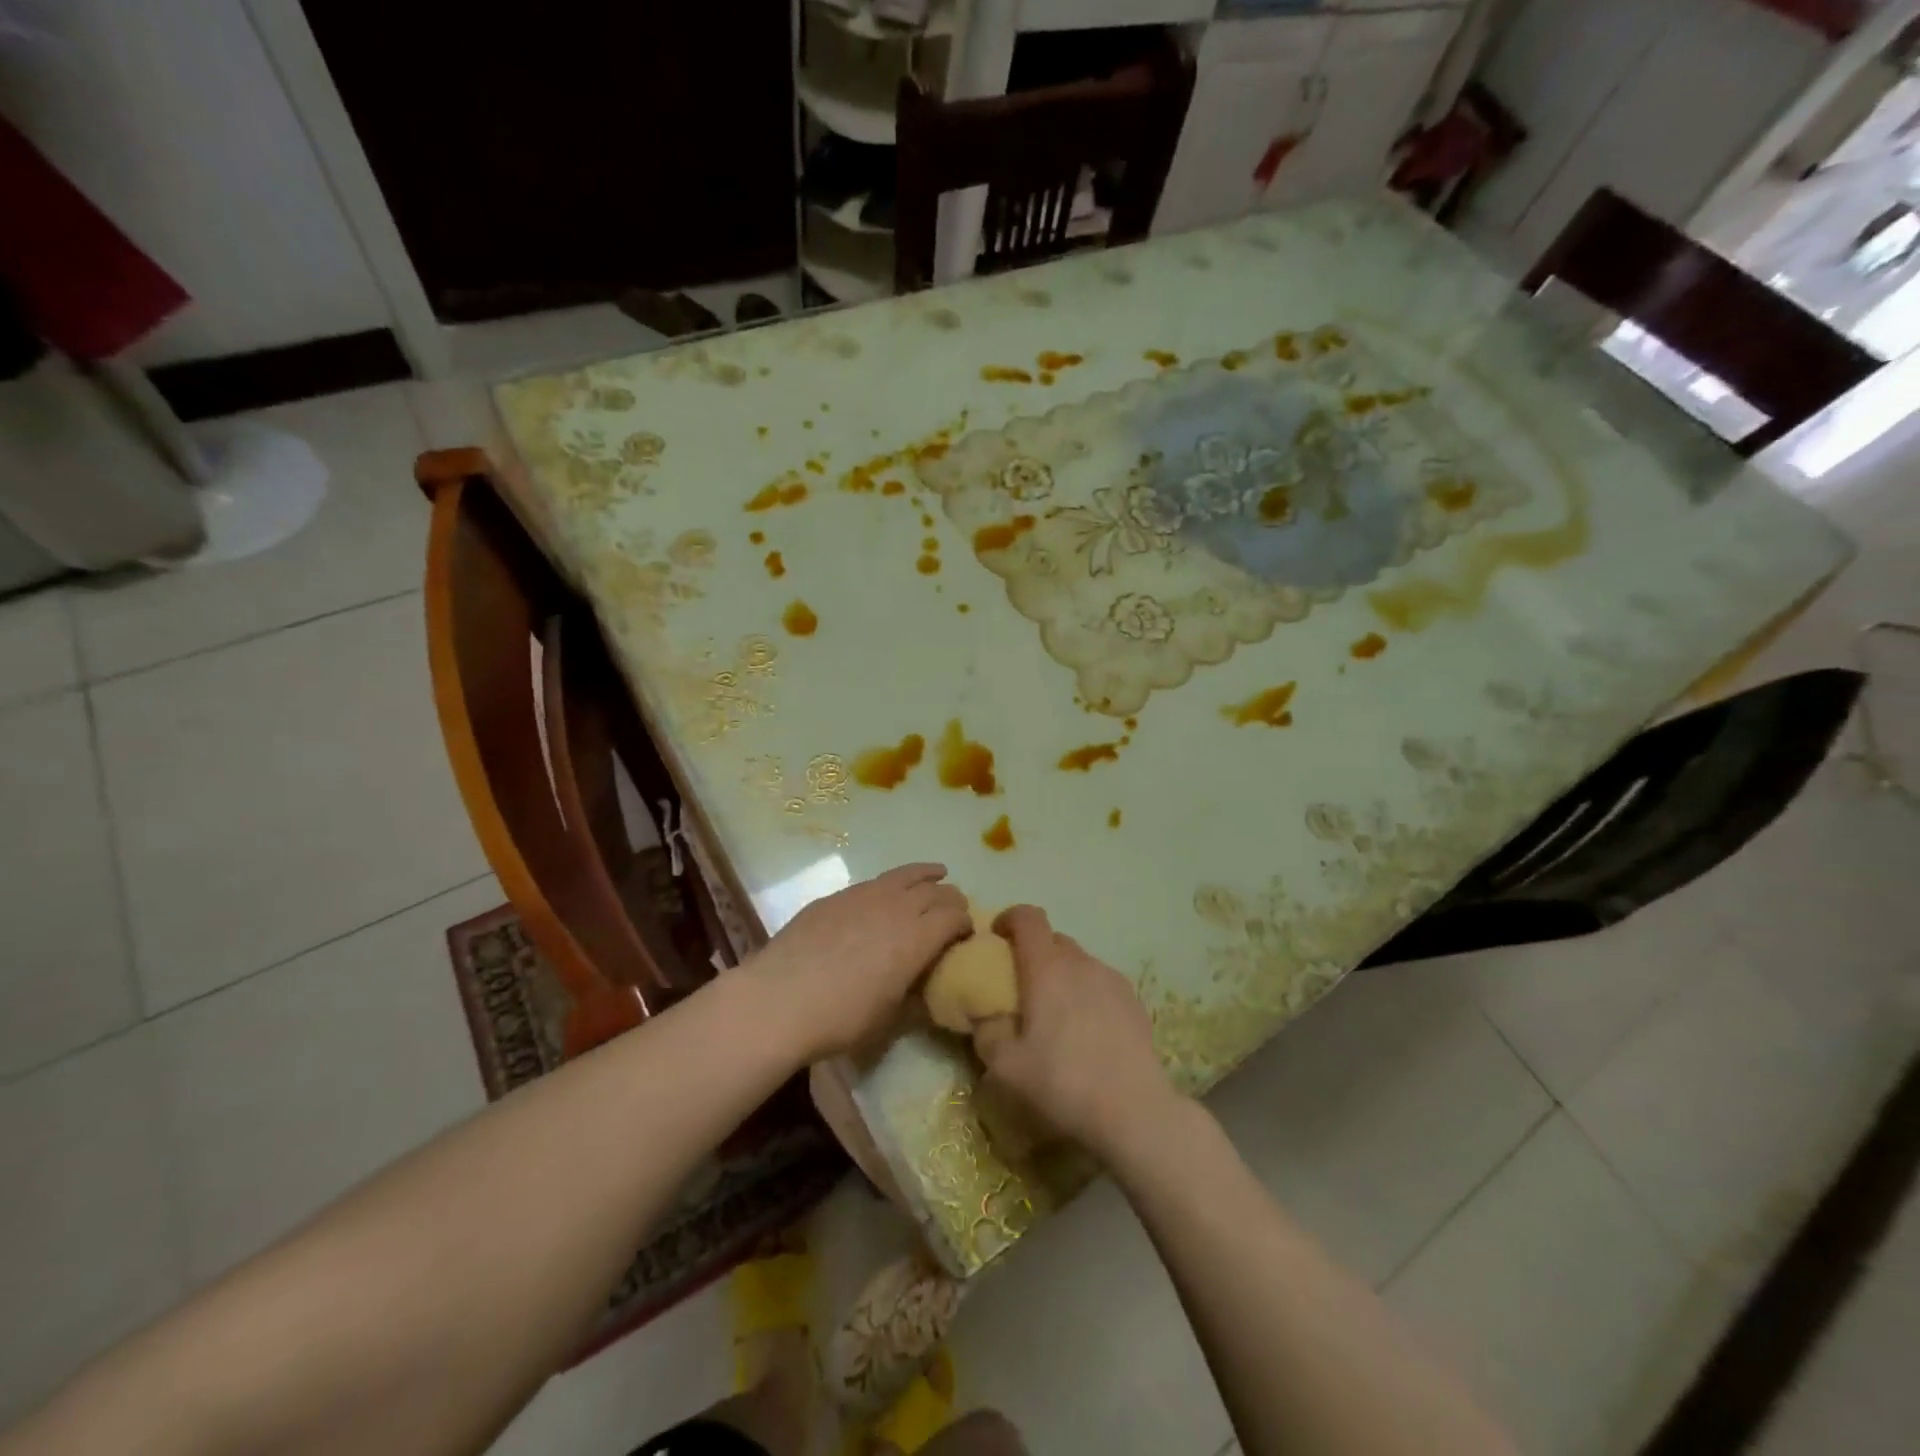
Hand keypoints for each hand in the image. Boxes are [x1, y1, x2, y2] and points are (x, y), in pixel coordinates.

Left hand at [746, 863, 968, 1061]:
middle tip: (955, 908)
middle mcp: (896, 907)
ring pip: (905, 875)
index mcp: (917, 938)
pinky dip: (892, 883)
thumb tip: (925, 988)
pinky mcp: (835, 897)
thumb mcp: (889, 1017)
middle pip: (935, 891)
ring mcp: (864, 896)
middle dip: (951, 898)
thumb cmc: (841, 1017)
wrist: (779, 1000)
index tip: (966, 934)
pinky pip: (874, 882)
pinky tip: (885, 894)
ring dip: (926, 875)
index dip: (965, 923)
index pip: (954, 916)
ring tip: (937, 873)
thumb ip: (914, 996)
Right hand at [973, 906, 1182, 1162]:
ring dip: (1061, 974)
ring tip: (1054, 1013)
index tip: (996, 938)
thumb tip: (984, 1013)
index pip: (1027, 917)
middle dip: (1033, 951)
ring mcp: (1112, 979)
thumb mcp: (1004, 1066)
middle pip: (1052, 938)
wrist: (1134, 1110)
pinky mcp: (1134, 1001)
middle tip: (1020, 985)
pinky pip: (1100, 983)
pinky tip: (1085, 1031)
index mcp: (1046, 967)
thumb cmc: (1061, 1082)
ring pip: (1078, 961)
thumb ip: (986, 1031)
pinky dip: (1086, 993)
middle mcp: (1081, 962)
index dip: (1008, 918)